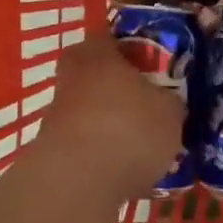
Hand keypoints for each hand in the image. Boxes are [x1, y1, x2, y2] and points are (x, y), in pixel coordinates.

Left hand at [34, 36, 184, 199]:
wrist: (77, 184)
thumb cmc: (128, 128)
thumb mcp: (170, 111)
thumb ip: (169, 100)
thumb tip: (166, 102)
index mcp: (97, 52)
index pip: (116, 38)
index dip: (140, 50)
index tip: (160, 66)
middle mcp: (71, 75)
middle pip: (102, 74)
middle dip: (125, 88)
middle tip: (154, 104)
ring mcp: (57, 112)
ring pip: (94, 108)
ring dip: (114, 122)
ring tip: (146, 144)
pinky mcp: (52, 148)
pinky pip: (88, 141)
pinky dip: (105, 151)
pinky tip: (128, 169)